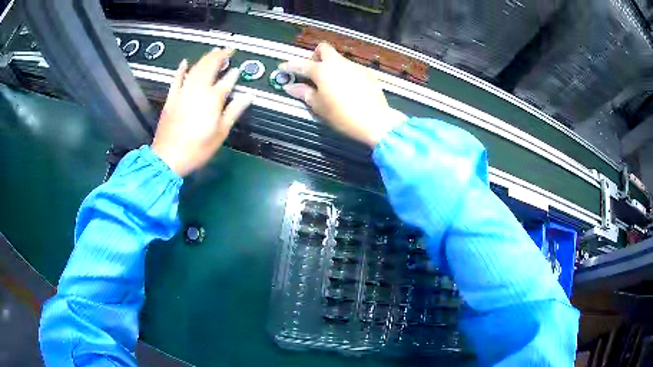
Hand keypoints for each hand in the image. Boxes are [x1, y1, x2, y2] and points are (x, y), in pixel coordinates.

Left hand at [152, 48, 251, 176]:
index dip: (234, 74)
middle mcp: (198, 90)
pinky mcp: (171, 98)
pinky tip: (185, 62)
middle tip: (228, 49)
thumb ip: (233, 111)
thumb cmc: (197, 149)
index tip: (239, 69)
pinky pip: (176, 79)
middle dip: (220, 56)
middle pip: (210, 67)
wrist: (168, 158)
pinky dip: (181, 69)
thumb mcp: (220, 134)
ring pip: (195, 69)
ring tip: (214, 50)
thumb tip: (248, 96)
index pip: (227, 81)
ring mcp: (183, 92)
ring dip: (205, 58)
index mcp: (212, 99)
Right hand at [279, 43, 406, 146]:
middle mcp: (338, 63)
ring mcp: (355, 66)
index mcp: (323, 71)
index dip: (290, 66)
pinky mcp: (368, 73)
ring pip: (339, 59)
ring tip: (332, 84)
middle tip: (313, 71)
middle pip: (324, 49)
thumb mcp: (319, 107)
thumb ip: (304, 93)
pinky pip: (352, 68)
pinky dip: (346, 74)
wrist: (375, 121)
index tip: (283, 67)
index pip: (301, 64)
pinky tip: (349, 89)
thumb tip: (290, 87)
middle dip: (315, 56)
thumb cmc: (342, 116)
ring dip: (332, 66)